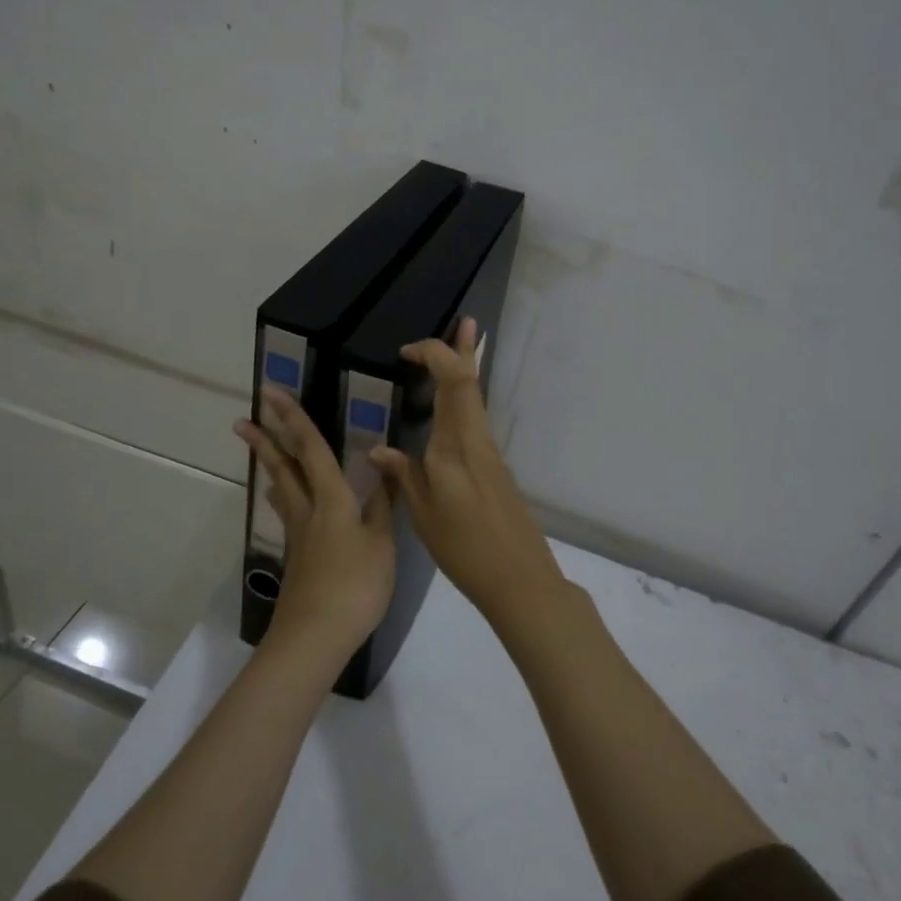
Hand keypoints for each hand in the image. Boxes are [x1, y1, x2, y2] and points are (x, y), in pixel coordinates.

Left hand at [235, 386, 395, 659]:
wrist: (316, 635)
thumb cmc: (355, 585)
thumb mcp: (381, 544)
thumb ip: (381, 506)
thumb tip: (384, 469)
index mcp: (332, 500)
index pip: (312, 449)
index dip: (294, 419)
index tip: (272, 393)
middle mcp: (309, 511)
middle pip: (284, 468)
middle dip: (266, 441)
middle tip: (243, 420)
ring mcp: (299, 536)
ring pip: (283, 492)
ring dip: (272, 469)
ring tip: (264, 455)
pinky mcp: (297, 558)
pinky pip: (290, 515)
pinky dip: (287, 499)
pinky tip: (292, 507)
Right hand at [368, 318, 561, 623]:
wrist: (521, 579)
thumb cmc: (465, 549)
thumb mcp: (423, 515)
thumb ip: (403, 475)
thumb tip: (379, 450)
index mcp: (455, 448)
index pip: (453, 384)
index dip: (435, 357)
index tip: (406, 354)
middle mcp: (477, 441)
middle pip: (472, 383)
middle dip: (464, 350)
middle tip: (466, 321)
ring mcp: (491, 454)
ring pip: (477, 400)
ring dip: (468, 371)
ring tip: (464, 347)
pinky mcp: (496, 469)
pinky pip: (477, 420)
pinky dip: (467, 400)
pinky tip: (456, 407)